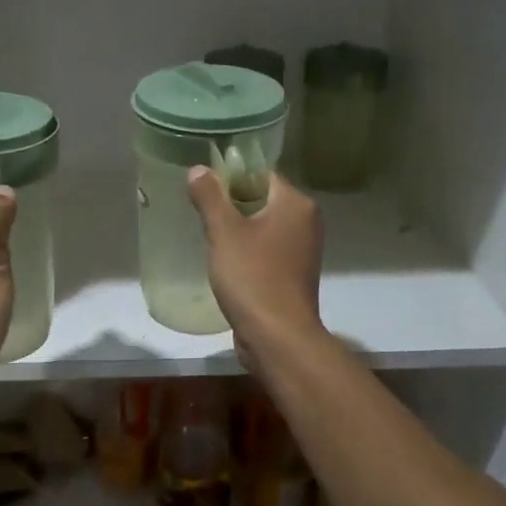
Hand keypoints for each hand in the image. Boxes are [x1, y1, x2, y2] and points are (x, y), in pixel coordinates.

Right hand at [186, 168, 323, 355]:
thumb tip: (199, 169)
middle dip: (232, 204)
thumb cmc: (252, 277)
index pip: (262, 174)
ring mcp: (303, 250)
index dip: (232, 176)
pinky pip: (267, 250)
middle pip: (263, 199)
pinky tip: (225, 261)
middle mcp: (306, 222)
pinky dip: (248, 251)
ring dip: (238, 229)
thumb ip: (210, 197)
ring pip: (264, 226)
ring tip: (209, 235)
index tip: (205, 187)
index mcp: (296, 204)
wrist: (277, 336)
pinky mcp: (294, 274)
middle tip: (201, 211)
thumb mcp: (224, 233)